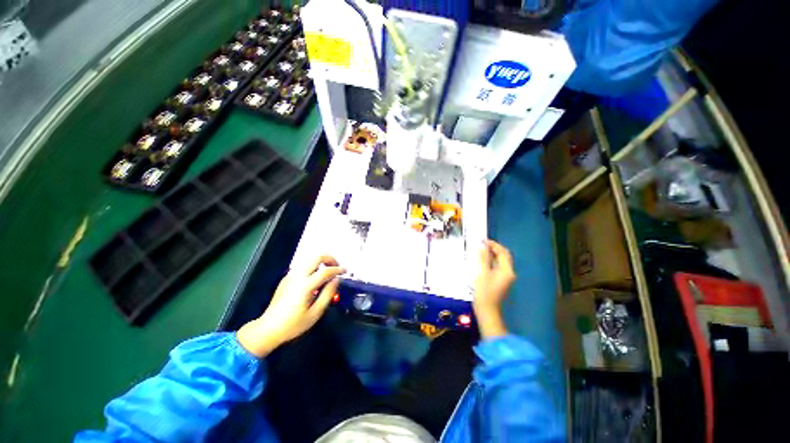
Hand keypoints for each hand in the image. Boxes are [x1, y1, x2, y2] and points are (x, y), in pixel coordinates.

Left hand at [237, 256, 345, 356]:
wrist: (268, 329)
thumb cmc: (293, 324)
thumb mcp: (315, 313)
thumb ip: (328, 294)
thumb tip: (336, 280)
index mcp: (305, 286)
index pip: (326, 271)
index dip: (338, 269)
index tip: (345, 271)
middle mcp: (297, 276)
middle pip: (317, 257)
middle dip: (330, 259)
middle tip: (336, 267)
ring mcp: (290, 276)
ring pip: (309, 259)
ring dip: (321, 261)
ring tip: (328, 272)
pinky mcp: (286, 278)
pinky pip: (303, 265)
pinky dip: (313, 266)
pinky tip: (316, 278)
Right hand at [473, 240, 514, 338]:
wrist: (487, 310)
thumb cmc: (484, 292)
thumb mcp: (482, 273)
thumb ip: (483, 258)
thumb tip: (482, 246)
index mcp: (506, 270)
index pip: (502, 252)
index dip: (493, 245)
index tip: (483, 240)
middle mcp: (509, 272)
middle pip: (504, 256)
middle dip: (494, 248)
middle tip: (482, 244)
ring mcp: (506, 277)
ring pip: (501, 261)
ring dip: (492, 254)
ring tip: (481, 250)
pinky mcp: (501, 281)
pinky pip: (498, 266)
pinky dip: (492, 261)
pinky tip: (483, 260)